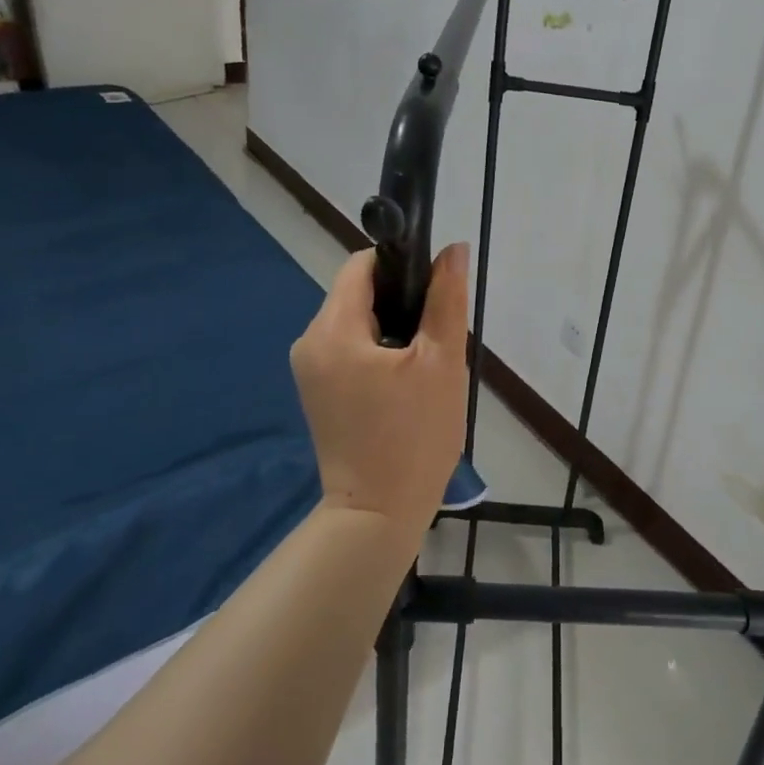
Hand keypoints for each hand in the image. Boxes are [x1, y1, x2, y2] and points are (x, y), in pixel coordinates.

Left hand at [290, 245, 469, 530]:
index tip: (434, 288)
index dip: (400, 263)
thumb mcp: (441, 363)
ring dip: (393, 327)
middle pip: (357, 293)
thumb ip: (446, 300)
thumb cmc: (414, 437)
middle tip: (436, 335)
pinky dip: (378, 350)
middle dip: (400, 301)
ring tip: (425, 361)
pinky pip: (349, 348)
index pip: (361, 265)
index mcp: (333, 329)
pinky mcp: (318, 390)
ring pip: (356, 321)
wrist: (378, 514)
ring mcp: (310, 369)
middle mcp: (310, 341)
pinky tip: (405, 379)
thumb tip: (453, 250)